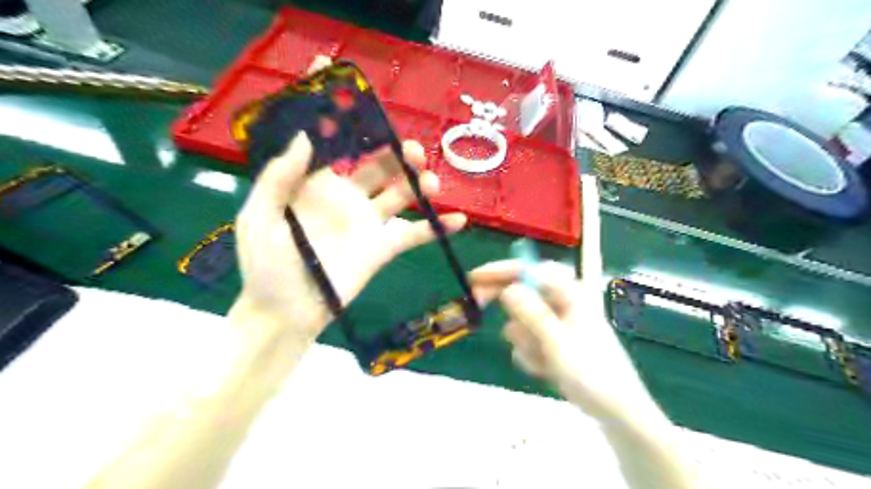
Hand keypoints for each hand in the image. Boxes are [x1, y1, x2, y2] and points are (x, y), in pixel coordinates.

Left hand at [230, 131, 462, 338]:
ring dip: (419, 184)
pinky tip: (458, 219)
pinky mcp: (383, 247)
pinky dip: (437, 227)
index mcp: (316, 184)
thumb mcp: (260, 217)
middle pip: (379, 166)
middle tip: (414, 151)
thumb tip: (303, 137)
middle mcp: (347, 197)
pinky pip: (414, 234)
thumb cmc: (267, 265)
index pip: (338, 148)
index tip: (370, 106)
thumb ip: (279, 177)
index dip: (351, 126)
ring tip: (431, 182)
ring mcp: (368, 222)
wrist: (287, 312)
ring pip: (401, 195)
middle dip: (398, 155)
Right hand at [471, 263, 659, 421]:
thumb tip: (508, 289)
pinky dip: (531, 353)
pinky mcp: (554, 342)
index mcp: (570, 293)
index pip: (530, 270)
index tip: (475, 277)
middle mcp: (563, 303)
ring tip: (541, 359)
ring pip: (523, 320)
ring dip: (524, 339)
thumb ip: (531, 313)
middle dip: (504, 302)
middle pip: (523, 291)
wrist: (617, 411)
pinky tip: (545, 370)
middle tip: (477, 305)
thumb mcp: (557, 342)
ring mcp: (558, 323)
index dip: (501, 269)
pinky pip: (529, 340)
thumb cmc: (592, 373)